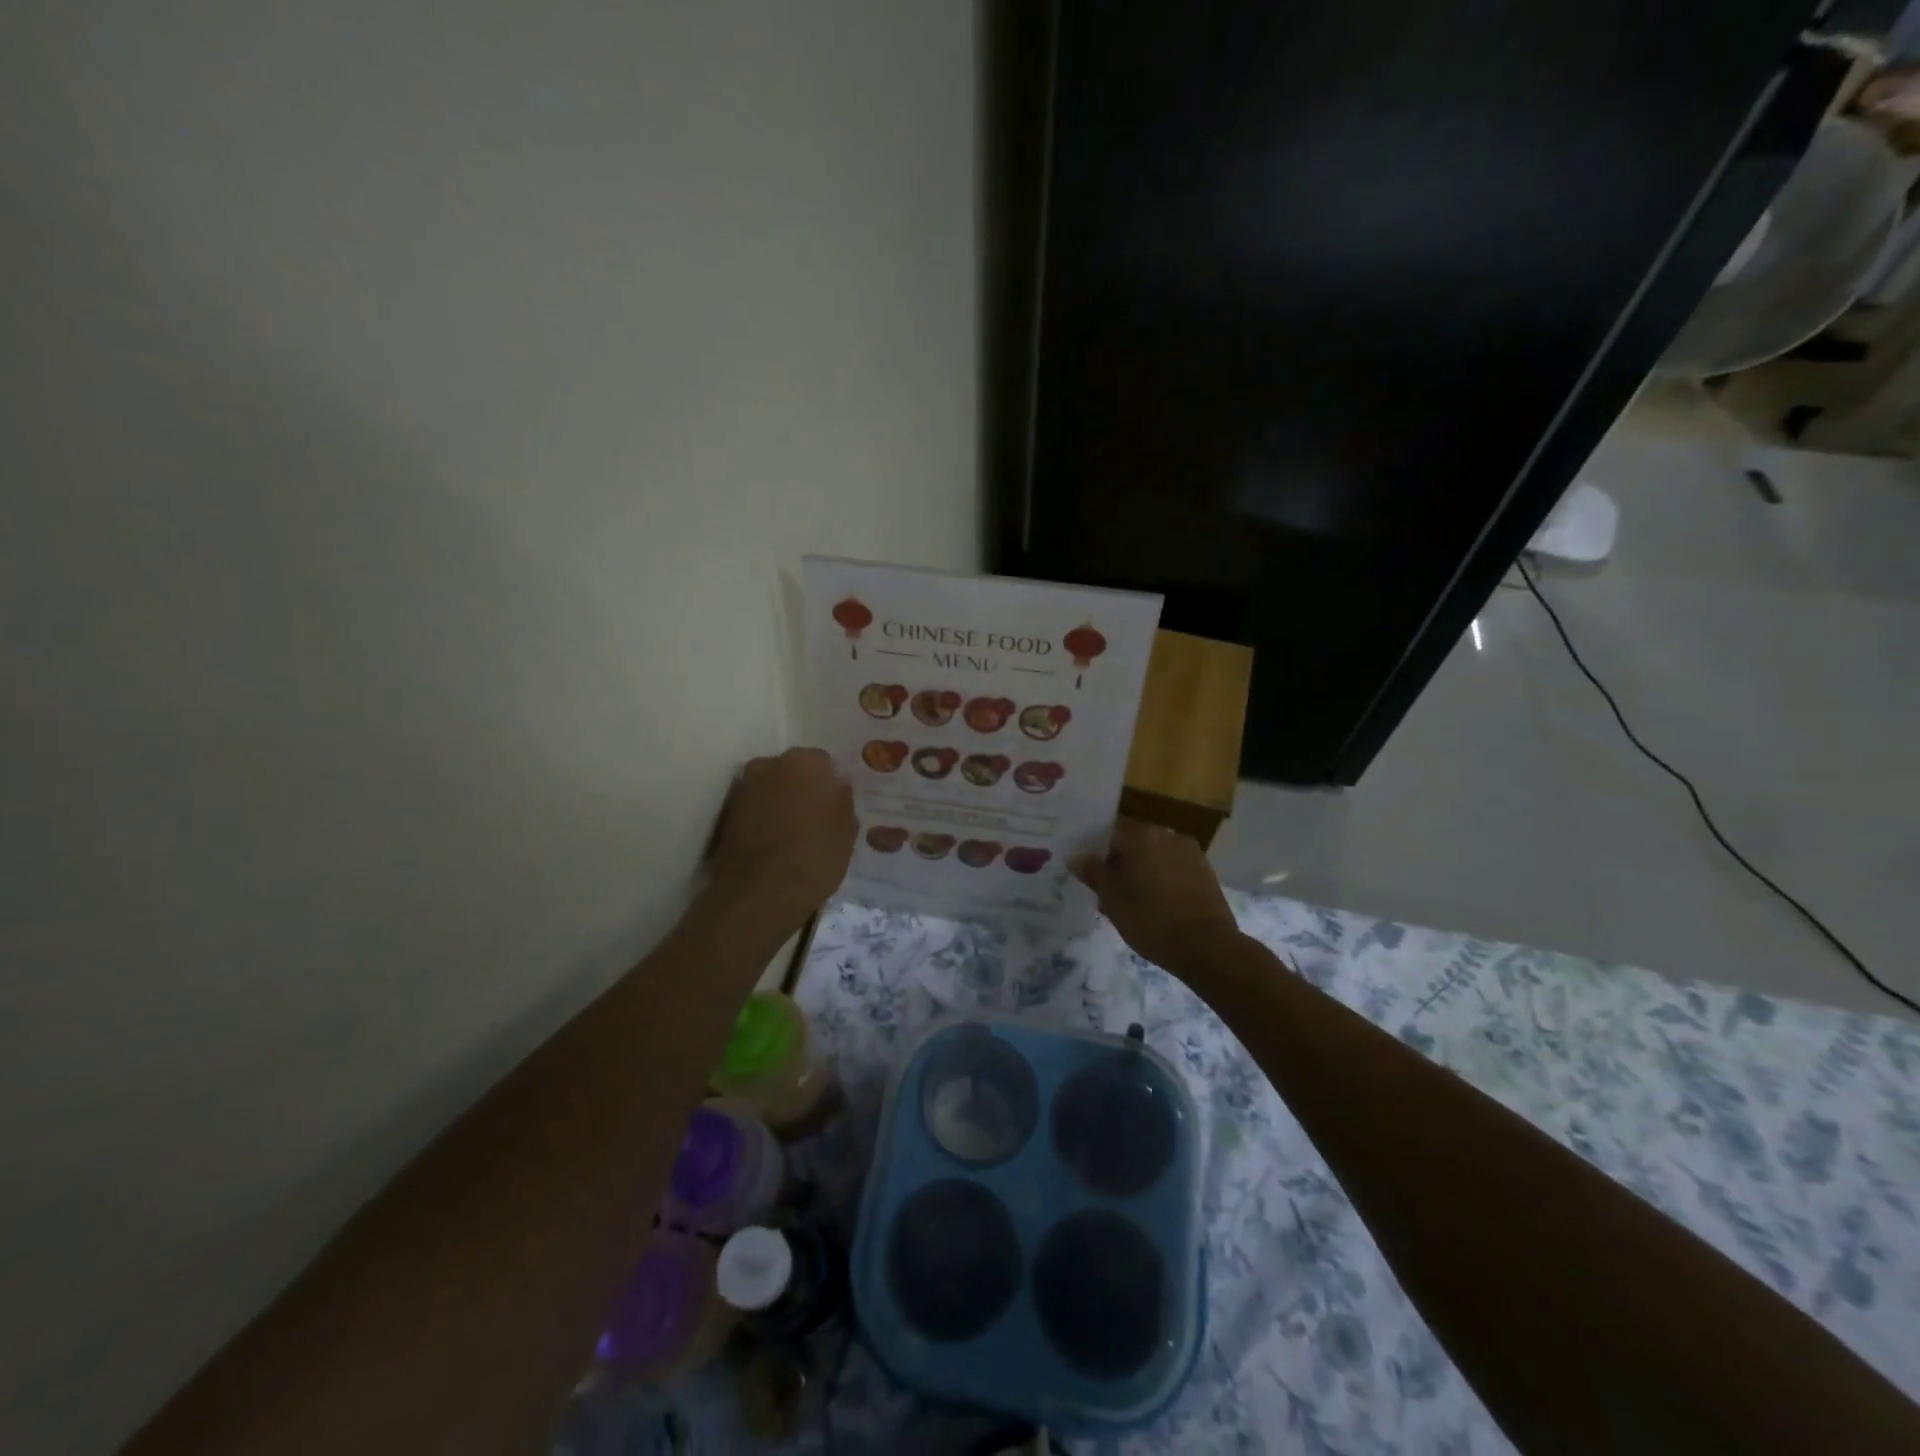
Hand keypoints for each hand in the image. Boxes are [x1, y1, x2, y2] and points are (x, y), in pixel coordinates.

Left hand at [706, 748, 855, 934]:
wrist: (761, 893)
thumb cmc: (815, 856)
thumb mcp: (847, 830)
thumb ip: (843, 800)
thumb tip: (837, 787)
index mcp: (805, 762)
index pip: (823, 763)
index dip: (830, 785)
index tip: (834, 807)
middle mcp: (769, 764)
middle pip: (791, 771)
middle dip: (800, 788)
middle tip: (812, 818)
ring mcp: (742, 788)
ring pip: (768, 789)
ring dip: (778, 803)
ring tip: (790, 834)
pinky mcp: (724, 814)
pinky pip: (751, 809)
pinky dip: (760, 819)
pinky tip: (770, 844)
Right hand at [1072, 817, 1240, 974]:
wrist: (1207, 947)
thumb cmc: (1150, 919)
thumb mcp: (1111, 899)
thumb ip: (1093, 873)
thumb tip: (1076, 857)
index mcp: (1141, 835)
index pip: (1110, 830)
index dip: (1096, 849)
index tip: (1089, 871)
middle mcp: (1167, 834)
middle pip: (1134, 841)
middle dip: (1121, 861)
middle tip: (1108, 890)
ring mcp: (1190, 852)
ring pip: (1155, 855)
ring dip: (1143, 870)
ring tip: (1134, 901)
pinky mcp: (1206, 872)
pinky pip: (1174, 868)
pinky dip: (1163, 879)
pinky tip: (1158, 904)